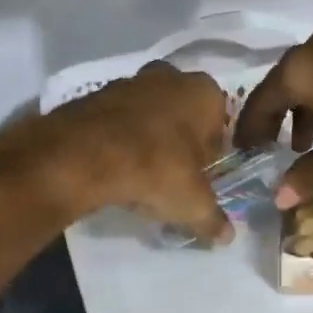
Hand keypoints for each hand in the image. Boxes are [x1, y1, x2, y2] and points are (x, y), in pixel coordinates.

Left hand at [4, 61, 234, 241]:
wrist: (86, 156)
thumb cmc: (157, 169)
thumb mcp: (193, 204)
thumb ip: (213, 218)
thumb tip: (227, 236)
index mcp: (204, 92)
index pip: (219, 123)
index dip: (211, 153)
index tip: (201, 178)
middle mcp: (170, 76)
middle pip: (182, 114)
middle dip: (179, 140)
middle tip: (172, 175)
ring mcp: (130, 81)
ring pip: (148, 114)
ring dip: (147, 138)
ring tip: (140, 175)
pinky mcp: (95, 95)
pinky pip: (117, 120)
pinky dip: (118, 138)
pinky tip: (113, 167)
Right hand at [237, 23, 312, 208]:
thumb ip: (312, 174)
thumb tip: (278, 198)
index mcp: (300, 69)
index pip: (260, 102)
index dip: (250, 132)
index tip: (245, 154)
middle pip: (282, 85)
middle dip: (276, 120)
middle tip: (272, 150)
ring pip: (310, 77)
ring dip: (303, 110)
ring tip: (307, 145)